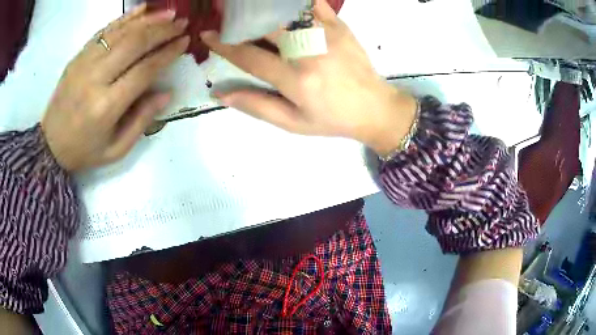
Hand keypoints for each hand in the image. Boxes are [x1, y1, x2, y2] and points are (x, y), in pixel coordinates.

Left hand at [42, 4, 189, 171]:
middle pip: (134, 44)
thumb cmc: (84, 151)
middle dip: (162, 30)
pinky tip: (143, 9)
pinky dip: (125, 18)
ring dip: (148, 20)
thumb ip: (142, 121)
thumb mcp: (116, 150)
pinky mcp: (77, 57)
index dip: (168, 53)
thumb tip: (167, 93)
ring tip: (169, 13)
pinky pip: (104, 31)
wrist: (50, 146)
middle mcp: (95, 79)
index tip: (185, 41)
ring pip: (121, 32)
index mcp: (106, 107)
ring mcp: (84, 64)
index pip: (144, 70)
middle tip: (182, 23)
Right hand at [200, 0, 416, 155]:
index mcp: (295, 80)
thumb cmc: (331, 119)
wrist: (374, 107)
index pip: (248, 56)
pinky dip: (293, 1)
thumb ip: (256, 106)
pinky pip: (313, 3)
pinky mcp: (339, 25)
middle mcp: (309, 51)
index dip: (223, 45)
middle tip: (225, 16)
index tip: (206, 35)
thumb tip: (221, 94)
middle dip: (240, 19)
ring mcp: (326, 34)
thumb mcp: (293, 122)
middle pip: (265, 26)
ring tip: (248, 9)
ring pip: (286, 10)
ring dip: (262, 8)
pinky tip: (281, 5)